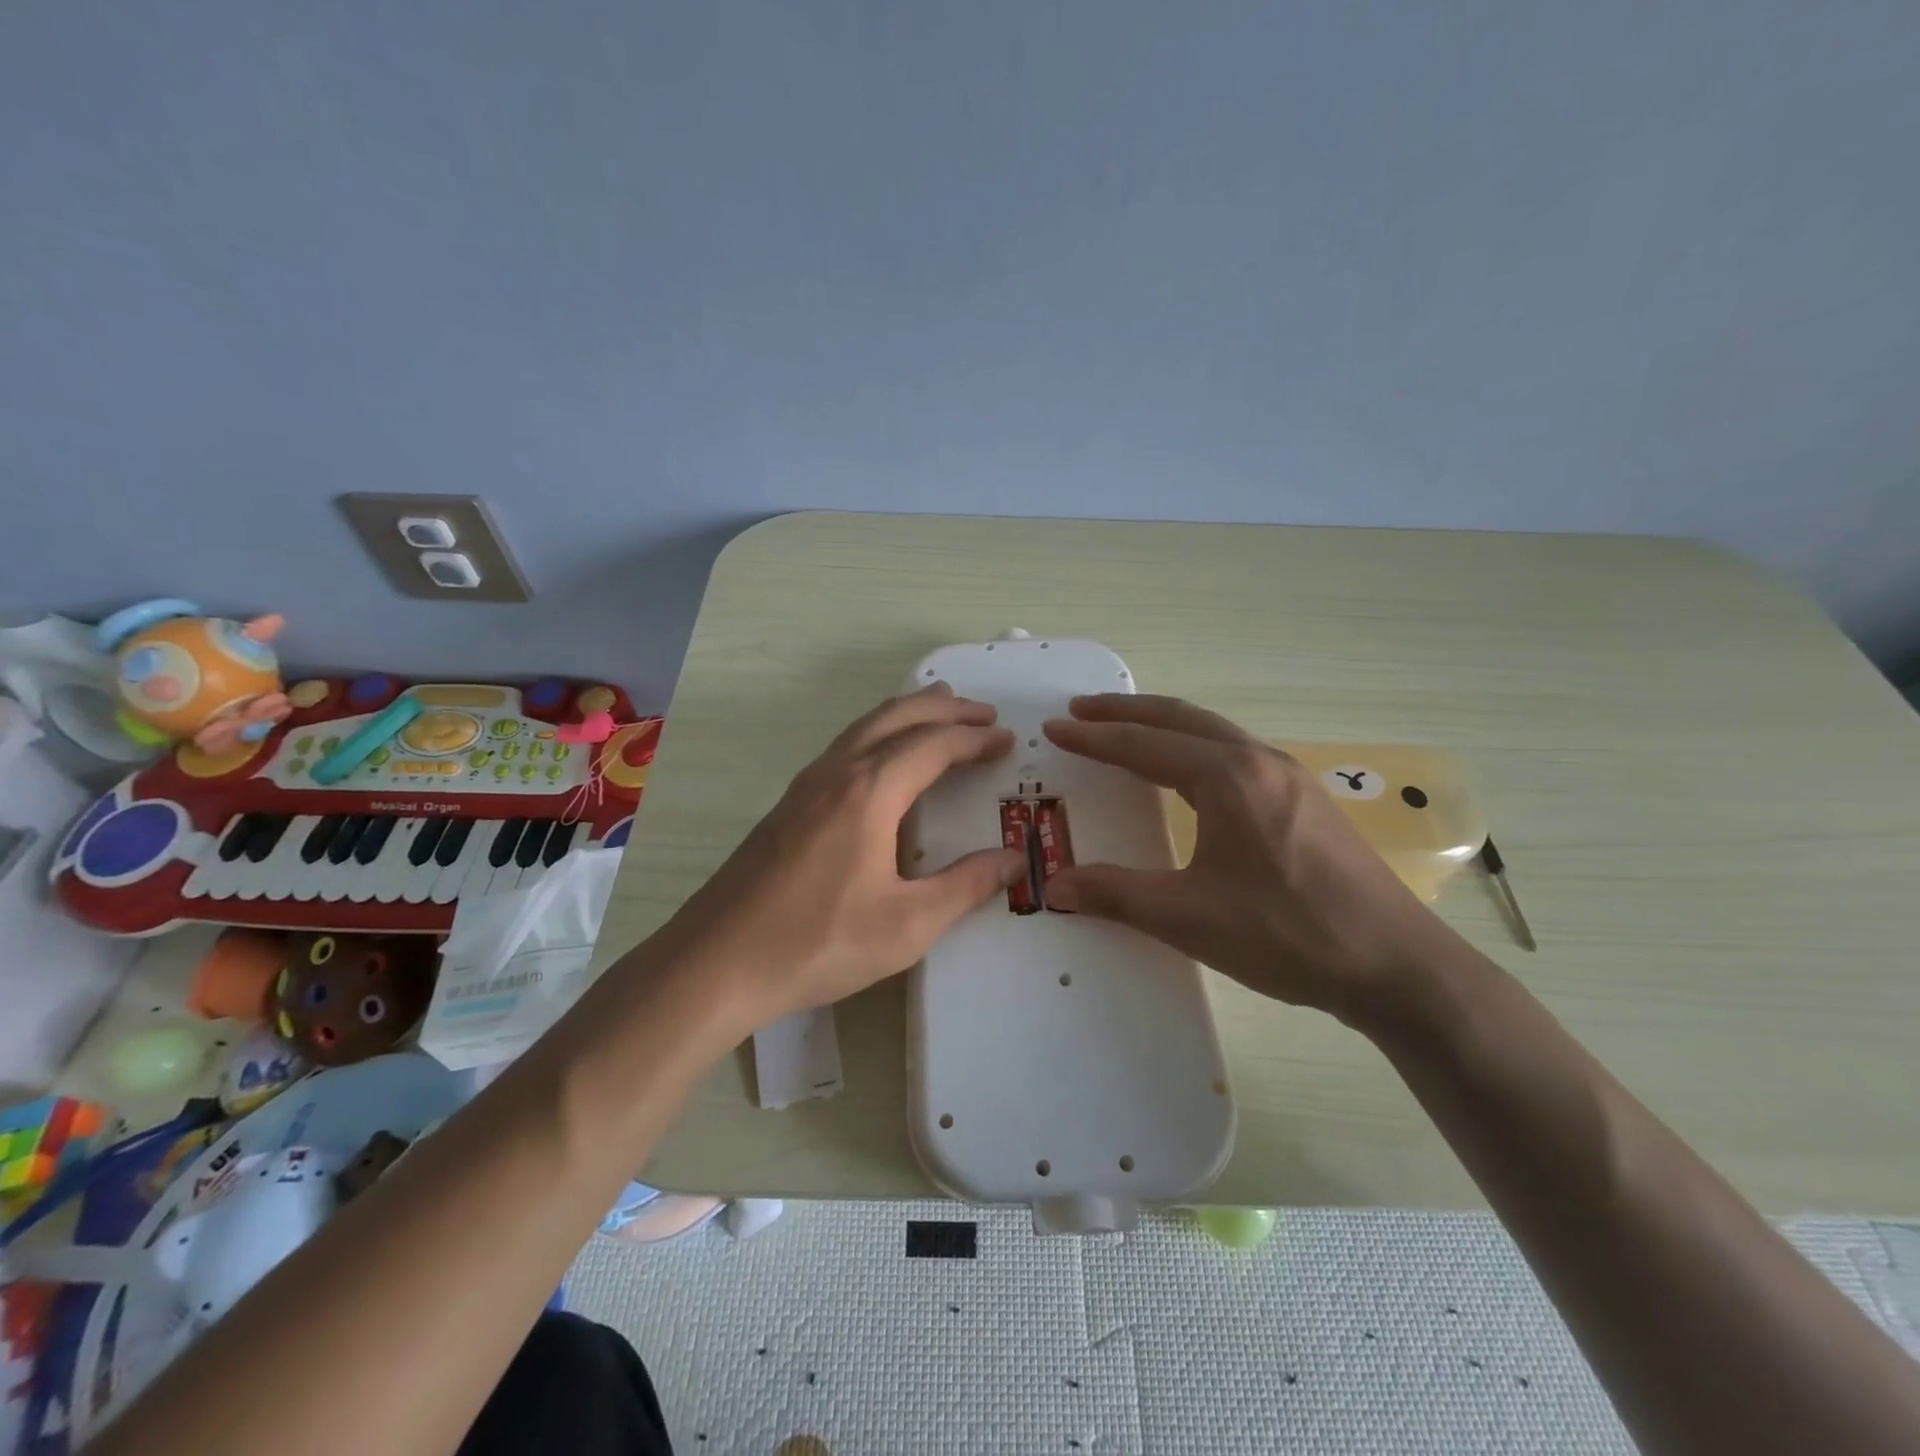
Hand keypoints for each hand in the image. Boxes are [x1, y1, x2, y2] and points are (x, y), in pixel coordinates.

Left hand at [652, 684, 1026, 1032]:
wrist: (716, 962)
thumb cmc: (818, 943)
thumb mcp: (908, 925)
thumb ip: (967, 887)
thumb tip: (1015, 858)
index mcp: (870, 792)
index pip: (933, 745)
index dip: (974, 738)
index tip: (1006, 738)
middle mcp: (837, 773)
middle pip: (897, 718)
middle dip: (944, 709)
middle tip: (982, 712)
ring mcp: (805, 785)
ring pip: (864, 727)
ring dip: (907, 714)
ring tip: (939, 710)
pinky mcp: (787, 805)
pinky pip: (844, 747)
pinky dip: (878, 734)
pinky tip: (883, 758)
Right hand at [1042, 694, 1458, 1024]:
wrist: (1396, 965)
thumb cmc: (1287, 933)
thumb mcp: (1189, 917)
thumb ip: (1116, 894)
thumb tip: (1054, 885)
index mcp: (1227, 778)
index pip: (1144, 745)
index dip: (1094, 737)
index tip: (1056, 727)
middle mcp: (1259, 761)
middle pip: (1180, 718)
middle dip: (1126, 711)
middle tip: (1082, 709)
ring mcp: (1290, 777)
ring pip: (1212, 732)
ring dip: (1164, 725)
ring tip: (1127, 731)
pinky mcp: (1306, 800)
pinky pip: (1236, 752)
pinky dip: (1195, 746)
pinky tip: (1191, 772)